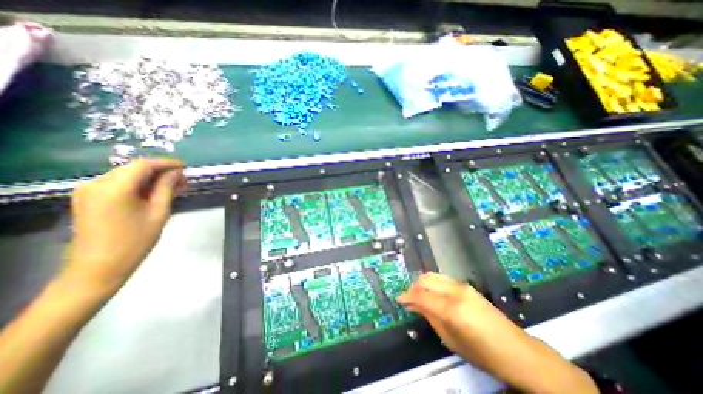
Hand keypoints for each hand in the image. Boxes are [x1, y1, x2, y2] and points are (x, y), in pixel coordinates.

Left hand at [62, 158, 184, 293]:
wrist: (99, 266)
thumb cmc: (135, 240)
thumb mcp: (158, 212)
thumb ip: (166, 188)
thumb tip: (177, 172)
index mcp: (114, 187)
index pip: (144, 165)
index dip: (167, 163)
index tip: (185, 166)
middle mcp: (96, 183)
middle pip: (134, 168)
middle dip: (161, 171)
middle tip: (183, 179)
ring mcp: (89, 190)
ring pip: (128, 175)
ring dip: (152, 178)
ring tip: (175, 185)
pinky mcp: (89, 198)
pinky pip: (119, 184)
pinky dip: (140, 185)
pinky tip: (156, 191)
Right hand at [394, 275, 596, 393]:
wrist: (517, 351)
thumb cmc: (482, 353)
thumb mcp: (450, 339)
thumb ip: (429, 317)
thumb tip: (412, 304)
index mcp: (451, 309)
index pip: (420, 295)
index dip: (406, 296)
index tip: (398, 299)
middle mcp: (455, 291)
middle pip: (425, 279)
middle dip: (413, 287)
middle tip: (408, 299)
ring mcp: (462, 286)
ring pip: (433, 276)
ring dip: (422, 283)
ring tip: (418, 296)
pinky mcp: (467, 285)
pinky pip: (442, 279)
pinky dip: (432, 283)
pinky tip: (432, 294)